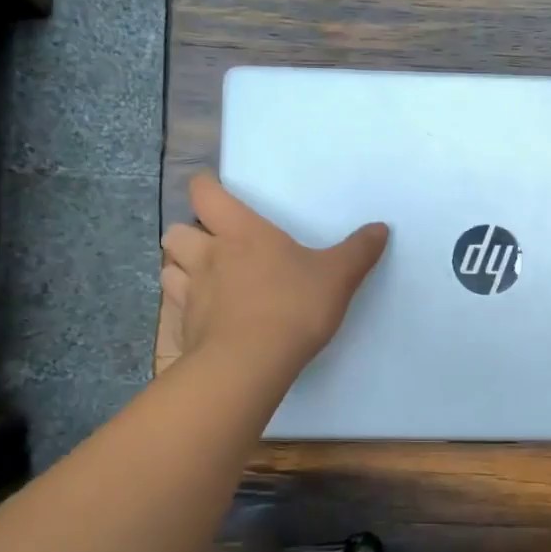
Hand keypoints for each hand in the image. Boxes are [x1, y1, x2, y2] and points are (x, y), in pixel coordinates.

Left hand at [159, 173, 388, 372]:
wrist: (251, 363)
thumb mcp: (337, 277)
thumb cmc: (293, 306)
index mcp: (241, 233)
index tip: (217, 191)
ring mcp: (192, 294)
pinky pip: (177, 310)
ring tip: (205, 280)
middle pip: (176, 232)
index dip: (206, 188)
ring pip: (169, 269)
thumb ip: (358, 251)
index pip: (204, 193)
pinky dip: (187, 309)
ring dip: (182, 270)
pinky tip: (209, 319)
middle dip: (189, 233)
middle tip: (213, 245)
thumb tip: (381, 228)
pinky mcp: (186, 329)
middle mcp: (209, 256)